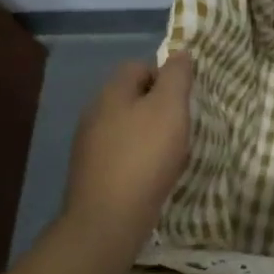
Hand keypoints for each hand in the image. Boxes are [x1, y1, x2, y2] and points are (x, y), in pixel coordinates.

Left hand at [61, 52, 193, 266]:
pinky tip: (152, 174)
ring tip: (171, 152)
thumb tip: (180, 54)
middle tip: (182, 125)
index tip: (185, 99)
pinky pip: (121, 152)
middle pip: (132, 96)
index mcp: (112, 92)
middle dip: (159, 106)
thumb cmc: (145, 156)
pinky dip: (139, 157)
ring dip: (149, 133)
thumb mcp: (170, 107)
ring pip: (127, 125)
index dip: (165, 76)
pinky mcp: (91, 173)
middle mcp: (94, 113)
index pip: (139, 66)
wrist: (108, 219)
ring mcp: (89, 145)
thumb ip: (177, 76)